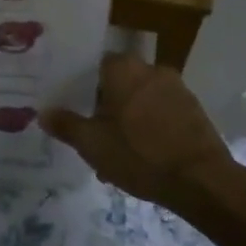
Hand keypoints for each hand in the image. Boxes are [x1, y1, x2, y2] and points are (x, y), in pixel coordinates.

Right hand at [42, 53, 232, 213]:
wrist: (201, 180)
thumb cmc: (139, 154)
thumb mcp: (92, 144)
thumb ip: (66, 125)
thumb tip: (43, 112)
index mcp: (124, 68)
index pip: (95, 65)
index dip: (82, 86)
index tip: (73, 107)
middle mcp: (151, 69)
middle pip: (119, 83)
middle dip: (105, 107)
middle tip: (93, 134)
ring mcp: (177, 88)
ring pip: (140, 100)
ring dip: (128, 119)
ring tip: (116, 153)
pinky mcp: (194, 109)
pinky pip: (161, 112)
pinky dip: (150, 127)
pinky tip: (143, 156)